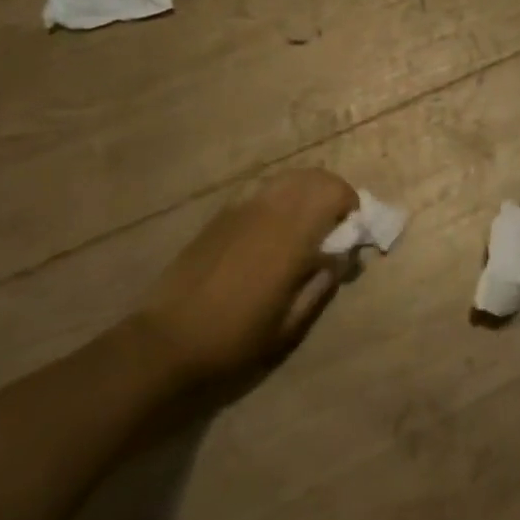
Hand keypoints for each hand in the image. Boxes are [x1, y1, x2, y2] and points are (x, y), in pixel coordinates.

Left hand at [133, 168, 357, 389]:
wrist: (167, 342)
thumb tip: (343, 257)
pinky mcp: (221, 215)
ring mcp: (241, 208)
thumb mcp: (290, 325)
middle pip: (313, 177)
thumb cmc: (235, 339)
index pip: (333, 193)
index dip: (351, 205)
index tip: (352, 233)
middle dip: (332, 194)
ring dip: (306, 192)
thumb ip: (322, 284)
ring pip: (287, 178)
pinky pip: (261, 189)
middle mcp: (269, 211)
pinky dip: (279, 197)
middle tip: (335, 226)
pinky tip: (272, 229)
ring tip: (306, 225)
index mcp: (291, 236)